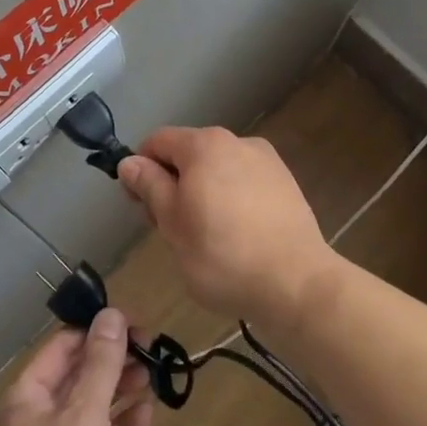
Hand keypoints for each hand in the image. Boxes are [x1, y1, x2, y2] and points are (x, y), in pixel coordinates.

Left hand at [0, 309, 154, 425]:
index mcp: (24, 402)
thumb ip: (101, 364)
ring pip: (94, 406)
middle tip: (150, 345)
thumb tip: (111, 314)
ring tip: (153, 372)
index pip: (60, 348)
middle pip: (78, 375)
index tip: (132, 320)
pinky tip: (148, 411)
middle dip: (112, 358)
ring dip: (122, 387)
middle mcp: (37, 423)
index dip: (95, 330)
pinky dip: (125, 423)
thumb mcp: (85, 417)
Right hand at [118, 125, 337, 325]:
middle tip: (171, 229)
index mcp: (204, 145)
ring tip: (206, 236)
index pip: (157, 141)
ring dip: (203, 192)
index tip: (140, 206)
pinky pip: (245, 183)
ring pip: (218, 168)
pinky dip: (232, 200)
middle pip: (189, 153)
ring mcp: (266, 161)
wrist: (297, 284)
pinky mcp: (286, 184)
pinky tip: (237, 235)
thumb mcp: (172, 224)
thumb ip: (149, 186)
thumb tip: (129, 161)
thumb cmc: (222, 255)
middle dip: (173, 183)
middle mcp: (236, 141)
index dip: (140, 169)